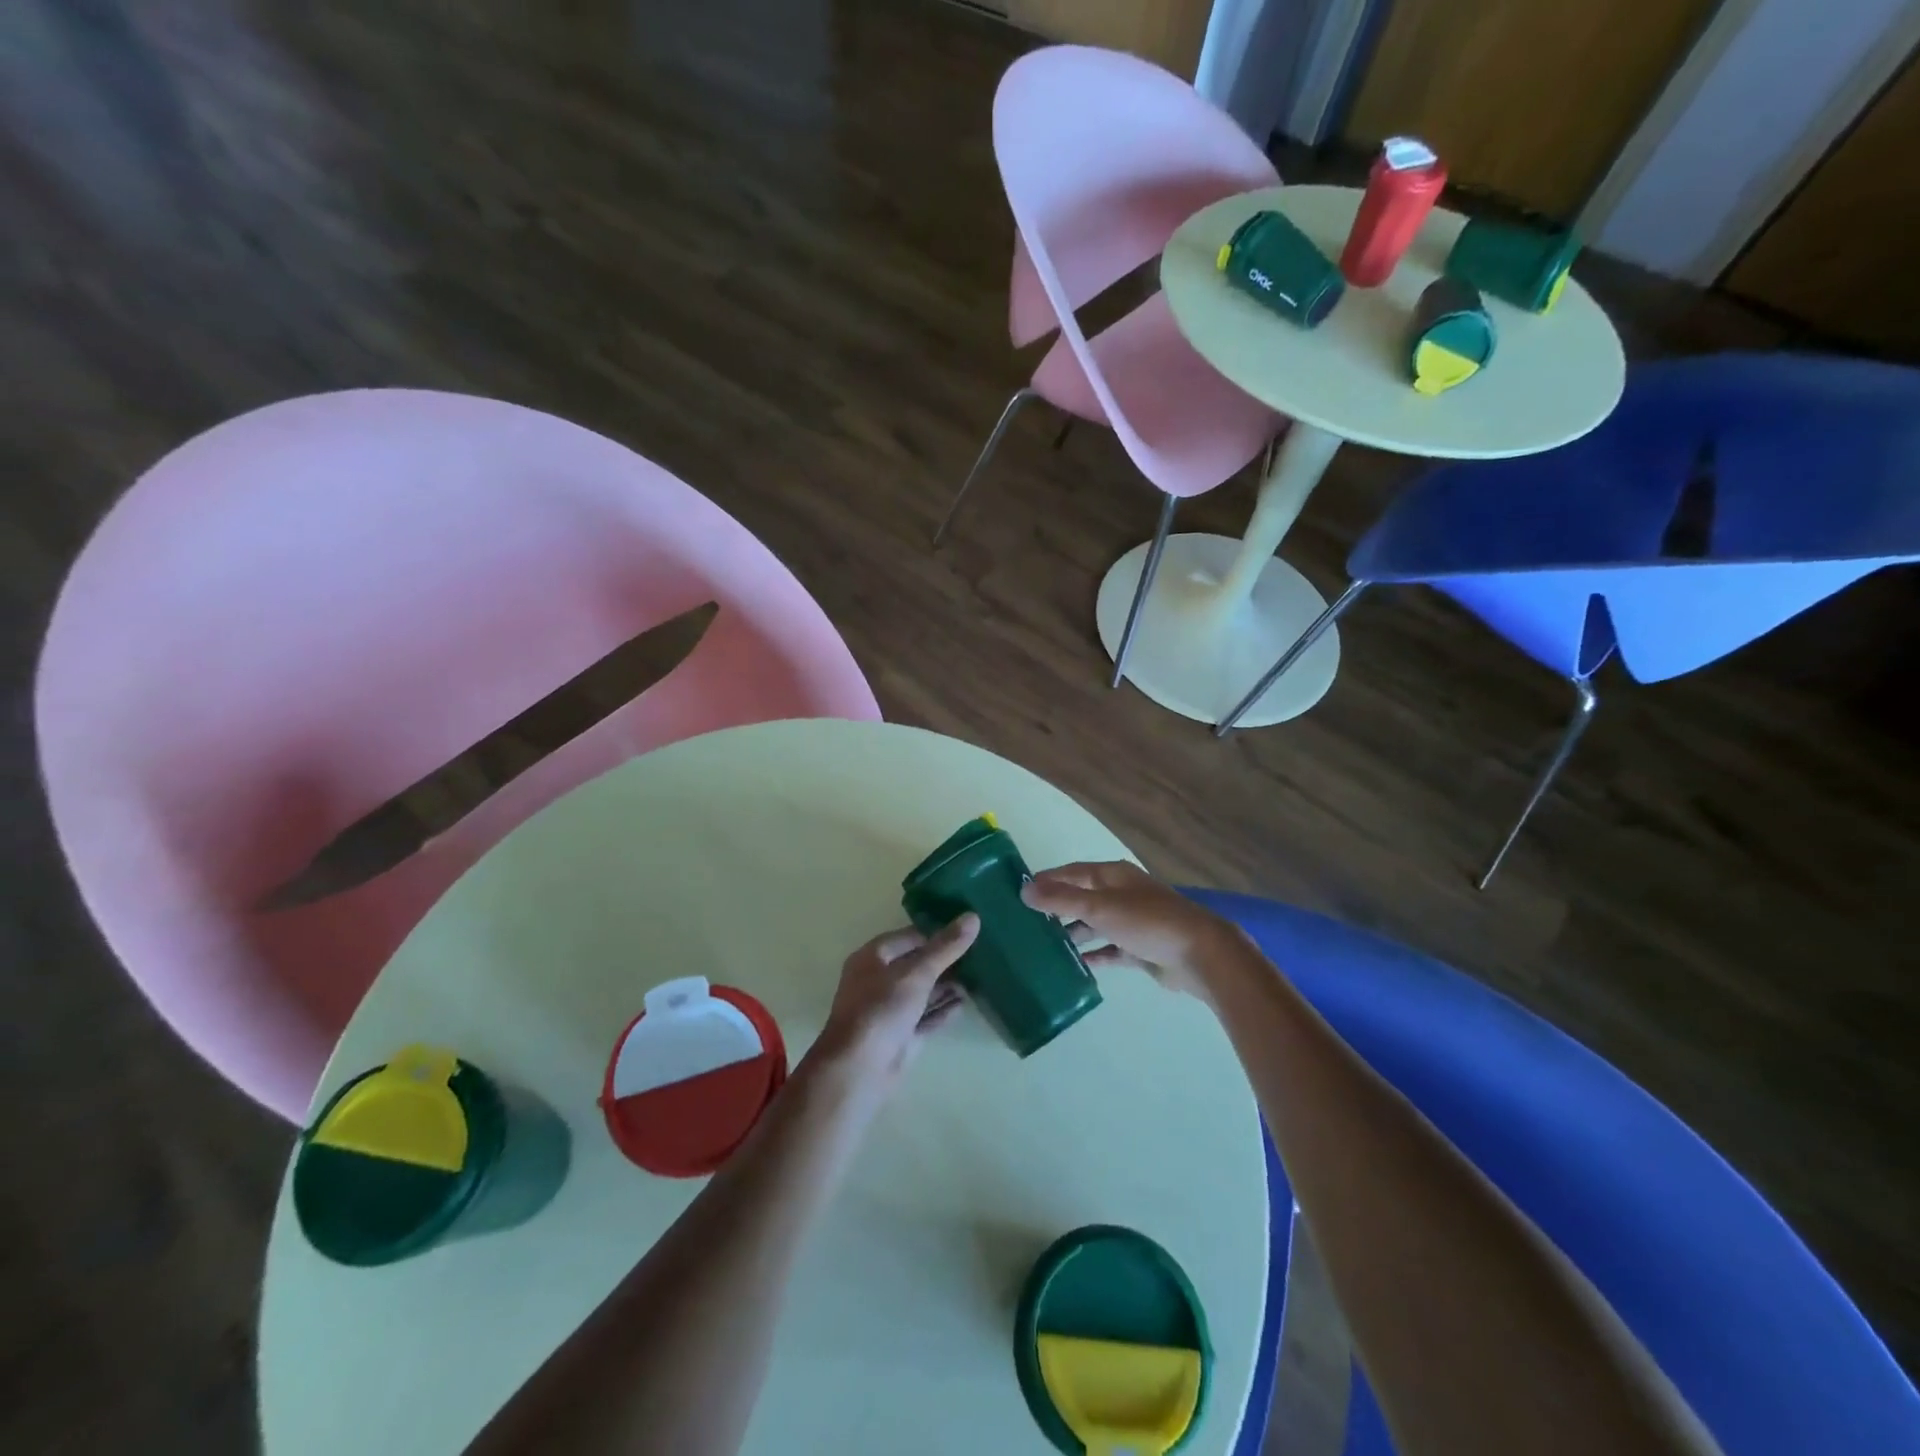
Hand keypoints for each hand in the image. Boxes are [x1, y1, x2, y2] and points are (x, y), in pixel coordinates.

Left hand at [812, 914, 979, 1089]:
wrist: (859, 1069)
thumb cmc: (882, 1009)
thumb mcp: (916, 973)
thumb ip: (946, 947)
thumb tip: (973, 916)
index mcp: (874, 957)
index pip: (911, 937)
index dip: (938, 933)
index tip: (969, 932)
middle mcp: (879, 980)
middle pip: (917, 964)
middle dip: (946, 960)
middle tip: (981, 953)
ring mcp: (890, 1009)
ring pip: (923, 991)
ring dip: (947, 985)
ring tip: (980, 977)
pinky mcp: (901, 1035)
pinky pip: (925, 1016)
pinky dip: (943, 1009)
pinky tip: (965, 1003)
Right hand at [1021, 861, 1238, 1002]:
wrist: (1199, 954)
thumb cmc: (1147, 921)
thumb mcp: (1099, 907)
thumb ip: (1061, 900)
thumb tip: (1024, 889)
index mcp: (1113, 876)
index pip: (1072, 872)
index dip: (1047, 880)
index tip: (1020, 891)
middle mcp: (1122, 894)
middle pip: (1083, 898)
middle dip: (1057, 908)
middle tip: (1027, 923)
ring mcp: (1132, 922)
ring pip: (1095, 925)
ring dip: (1074, 933)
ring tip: (1045, 946)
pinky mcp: (1140, 949)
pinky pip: (1110, 950)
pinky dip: (1094, 955)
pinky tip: (1075, 965)